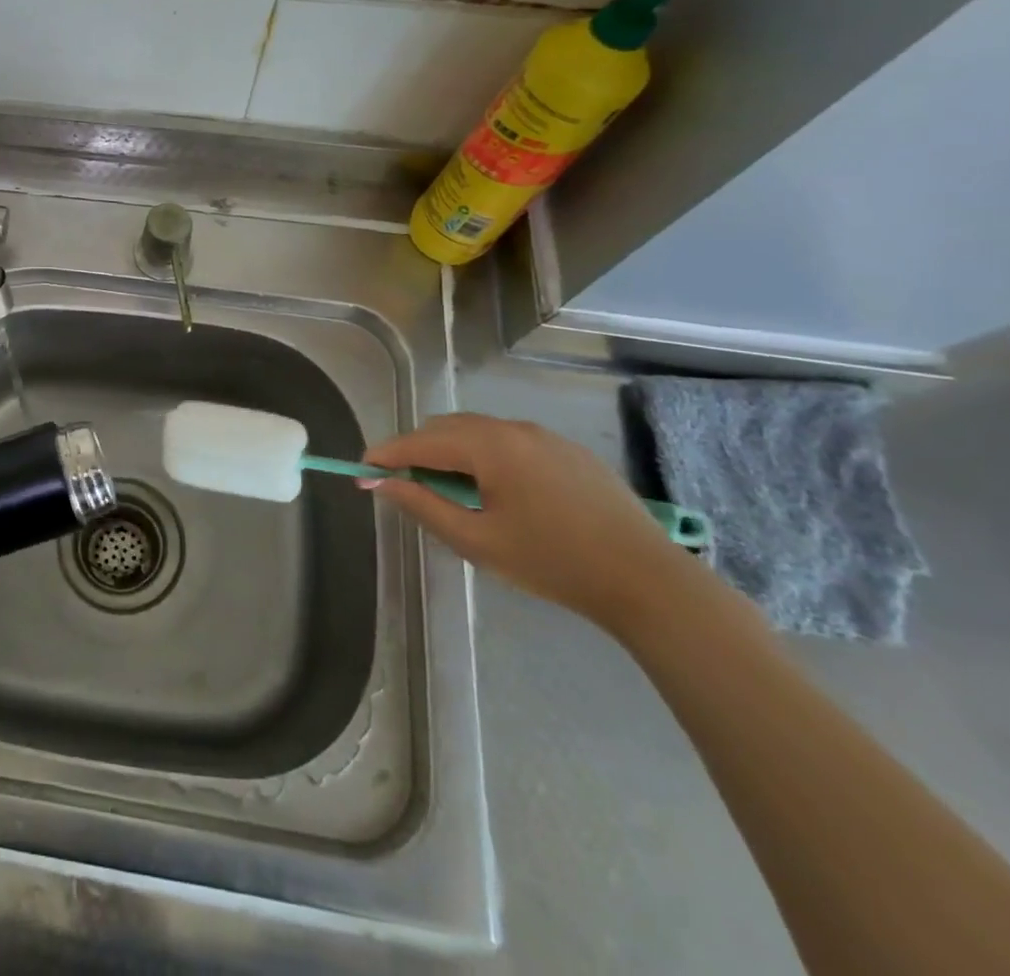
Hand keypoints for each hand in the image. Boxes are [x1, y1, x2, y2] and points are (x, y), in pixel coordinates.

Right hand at [363, 412, 690, 630]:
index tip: (361, 468)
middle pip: (446, 428)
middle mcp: (514, 428)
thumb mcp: (477, 541)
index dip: (386, 454)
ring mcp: (544, 436)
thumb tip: (380, 482)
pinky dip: (483, 454)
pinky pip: (508, 440)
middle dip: (416, 450)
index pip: (420, 442)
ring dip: (450, 451)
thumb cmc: (554, 563)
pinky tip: (492, 489)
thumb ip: (423, 505)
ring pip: (477, 431)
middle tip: (401, 484)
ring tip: (444, 488)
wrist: (648, 581)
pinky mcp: (568, 450)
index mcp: (490, 446)